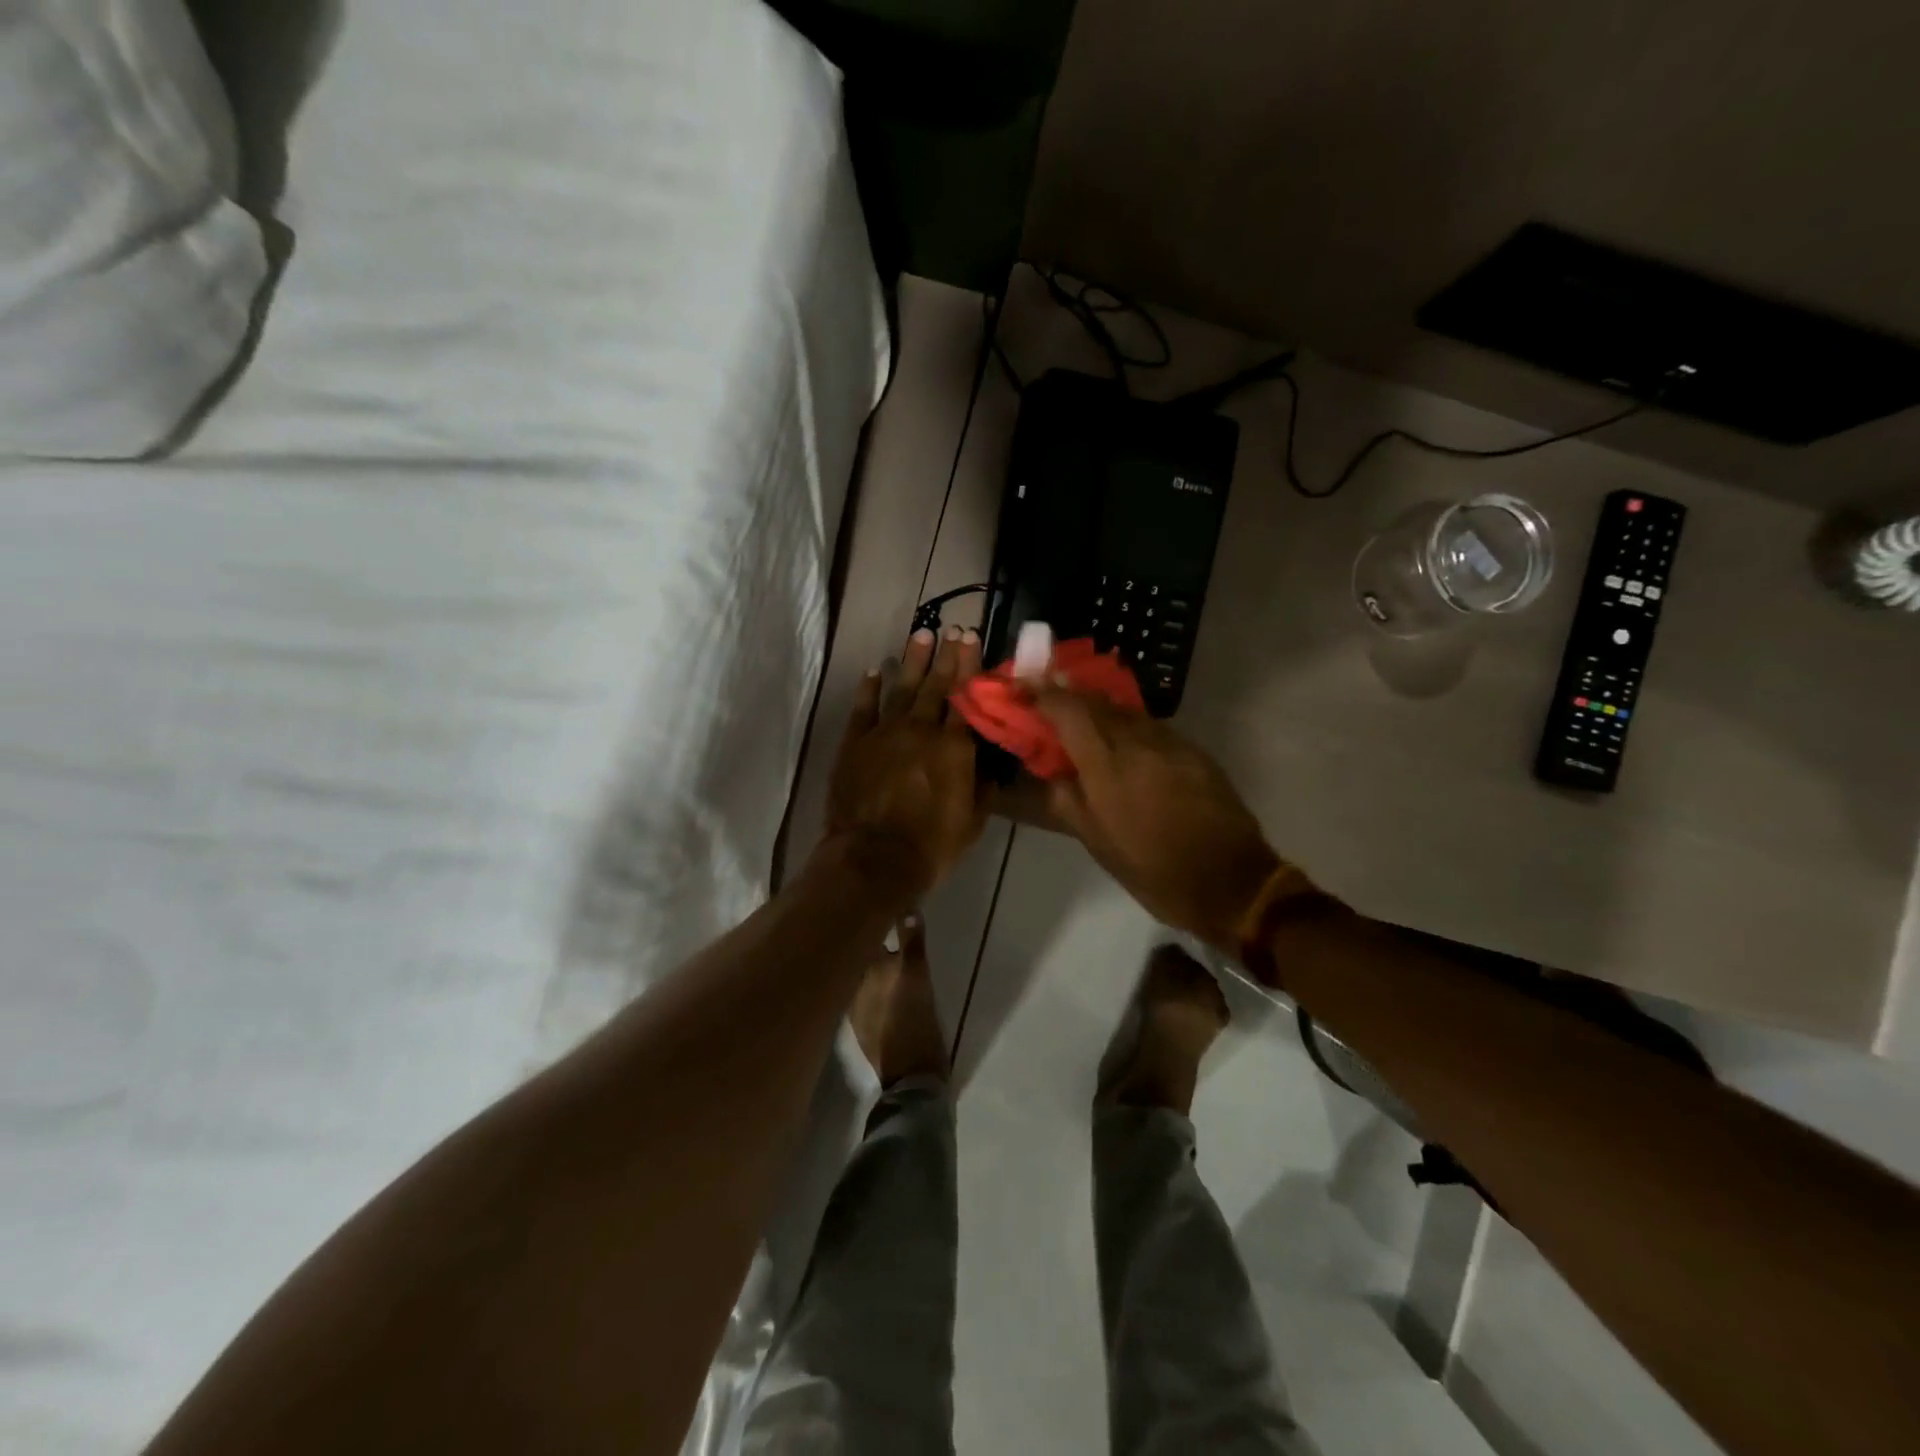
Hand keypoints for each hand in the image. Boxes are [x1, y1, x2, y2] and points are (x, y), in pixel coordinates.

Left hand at [825, 627, 986, 897]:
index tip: (972, 639)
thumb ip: (982, 784)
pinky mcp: (854, 743)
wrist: (873, 859)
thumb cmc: (932, 845)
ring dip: (911, 661)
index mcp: (954, 746)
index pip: (966, 697)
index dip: (970, 666)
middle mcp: (920, 729)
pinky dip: (869, 688)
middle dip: (945, 655)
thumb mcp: (974, 820)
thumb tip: (988, 759)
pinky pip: (863, 708)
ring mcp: (884, 733)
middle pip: (935, 685)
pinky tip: (875, 670)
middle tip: (952, 628)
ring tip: (921, 635)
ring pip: (901, 688)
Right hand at [1031, 688, 1282, 951]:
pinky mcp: (1193, 751)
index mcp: (1107, 767)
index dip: (1042, 693)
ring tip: (1082, 720)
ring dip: (1099, 708)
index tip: (1023, 687)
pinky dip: (1127, 726)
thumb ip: (1066, 801)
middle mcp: (1138, 743)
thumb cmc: (1154, 871)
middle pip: (1096, 701)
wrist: (1230, 882)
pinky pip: (1150, 727)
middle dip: (1068, 694)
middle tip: (1047, 696)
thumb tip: (1047, 773)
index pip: (1068, 711)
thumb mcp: (1098, 842)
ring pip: (1125, 711)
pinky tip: (1123, 744)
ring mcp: (1170, 743)